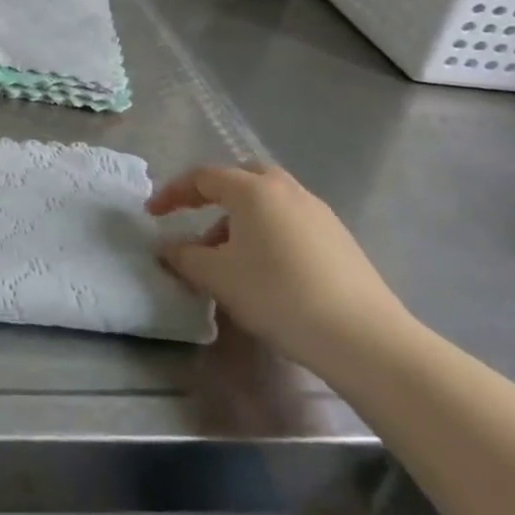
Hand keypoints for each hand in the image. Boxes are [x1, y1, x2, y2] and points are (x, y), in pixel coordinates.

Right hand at [147, 163, 416, 372]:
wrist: (362, 337)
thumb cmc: (277, 294)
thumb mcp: (217, 277)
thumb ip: (184, 256)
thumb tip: (166, 247)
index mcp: (253, 190)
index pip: (203, 177)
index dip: (173, 193)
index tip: (152, 214)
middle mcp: (286, 190)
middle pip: (242, 178)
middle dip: (213, 196)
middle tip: (195, 220)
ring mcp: (318, 212)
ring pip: (268, 201)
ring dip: (240, 219)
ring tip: (227, 257)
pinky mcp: (338, 238)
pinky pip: (290, 221)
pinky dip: (267, 233)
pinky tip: (265, 270)